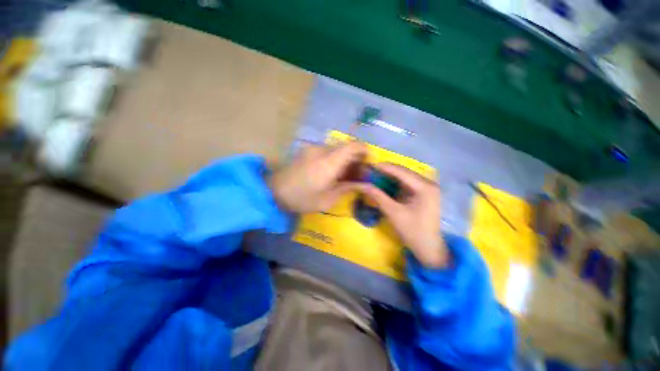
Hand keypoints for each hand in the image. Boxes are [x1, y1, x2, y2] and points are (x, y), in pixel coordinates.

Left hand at [269, 141, 366, 213]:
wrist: (273, 192)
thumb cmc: (302, 199)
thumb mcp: (328, 200)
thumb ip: (348, 188)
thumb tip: (365, 184)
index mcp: (328, 162)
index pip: (353, 146)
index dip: (365, 151)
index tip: (368, 163)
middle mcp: (322, 150)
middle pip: (346, 147)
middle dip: (356, 159)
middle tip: (358, 175)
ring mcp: (313, 148)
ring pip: (337, 149)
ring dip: (345, 159)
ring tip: (345, 175)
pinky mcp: (307, 149)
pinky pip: (327, 150)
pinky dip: (335, 159)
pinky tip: (332, 172)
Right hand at [358, 163, 447, 267]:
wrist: (428, 248)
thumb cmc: (413, 231)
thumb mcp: (394, 213)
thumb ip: (378, 197)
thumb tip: (364, 185)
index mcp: (425, 187)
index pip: (402, 172)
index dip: (386, 168)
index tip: (371, 165)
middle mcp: (428, 184)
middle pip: (405, 173)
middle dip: (388, 171)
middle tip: (372, 171)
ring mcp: (427, 189)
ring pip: (406, 177)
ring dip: (391, 176)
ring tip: (376, 175)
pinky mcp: (424, 194)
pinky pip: (408, 184)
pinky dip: (396, 183)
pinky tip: (386, 183)